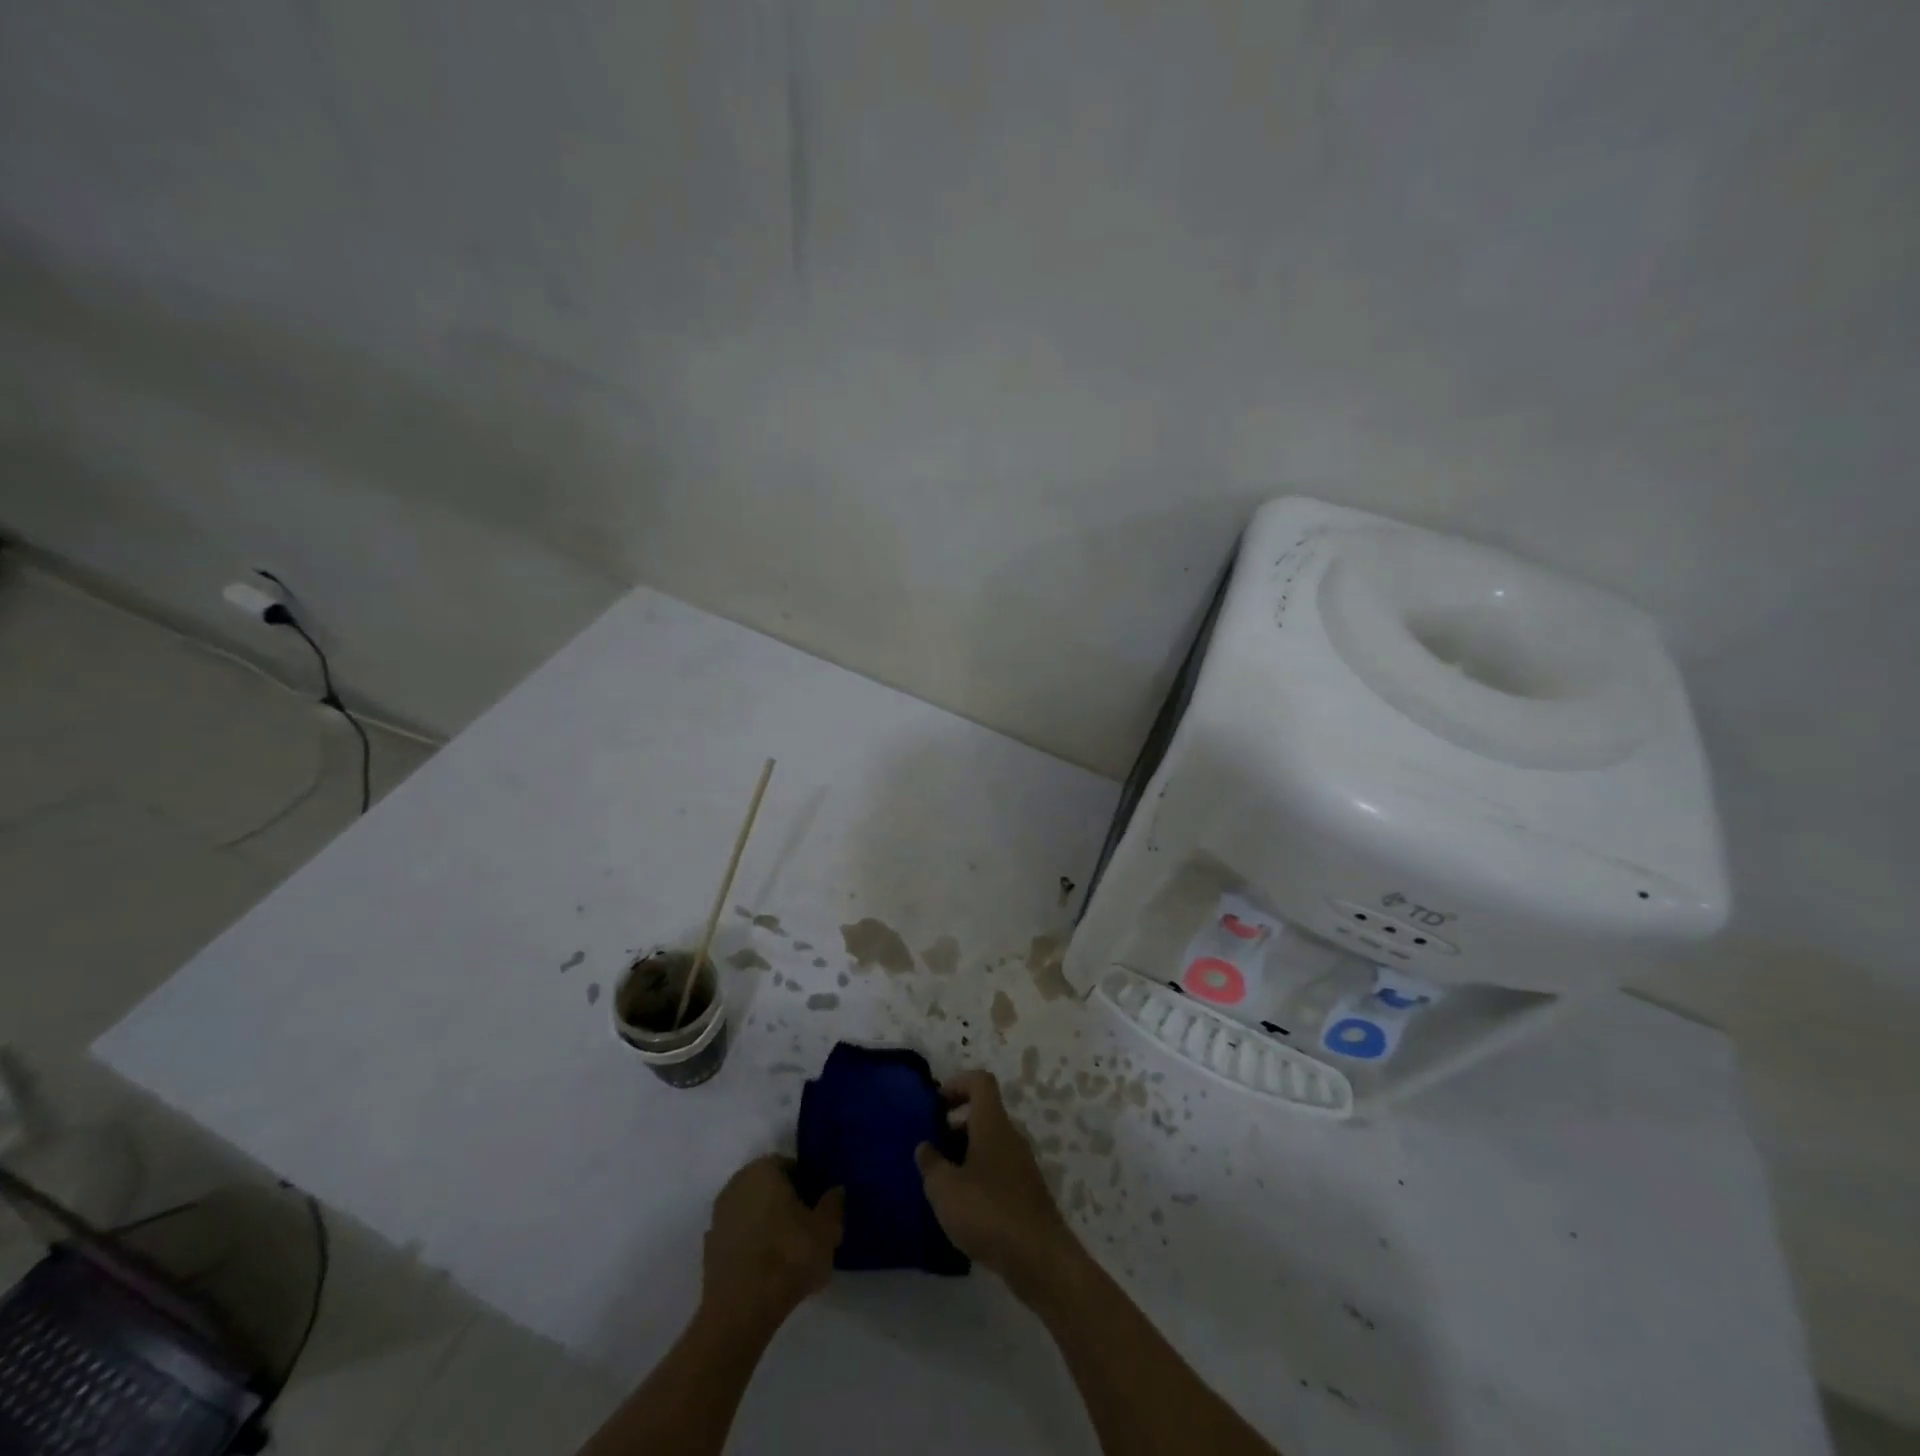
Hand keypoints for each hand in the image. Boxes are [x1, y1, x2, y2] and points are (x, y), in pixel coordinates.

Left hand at [700, 1155, 843, 1337]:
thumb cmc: (788, 1258)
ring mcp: (719, 1216)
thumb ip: (834, 1204)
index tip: (818, 1207)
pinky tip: (765, 1267)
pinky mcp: (709, 1248)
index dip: (807, 1184)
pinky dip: (751, 1244)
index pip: (790, 1166)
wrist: (740, 1313)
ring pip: (751, 1211)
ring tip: (787, 1251)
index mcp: (764, 1169)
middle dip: (785, 1202)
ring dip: (766, 1223)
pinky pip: (738, 1237)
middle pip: (768, 1187)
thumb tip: (836, 1190)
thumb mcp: (827, 1230)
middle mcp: (737, 1184)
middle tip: (805, 1227)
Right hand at [915, 1071, 1078, 1299]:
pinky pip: (998, 1169)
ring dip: (965, 1153)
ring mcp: (1022, 1165)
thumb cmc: (987, 1211)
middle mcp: (1011, 1136)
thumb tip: (925, 1146)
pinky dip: (979, 1176)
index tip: (935, 1104)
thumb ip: (930, 1163)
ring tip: (941, 1181)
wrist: (1039, 1258)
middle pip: (984, 1113)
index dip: (957, 1083)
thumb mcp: (944, 1188)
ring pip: (990, 1143)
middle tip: (931, 1147)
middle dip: (955, 1124)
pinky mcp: (1026, 1192)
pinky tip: (963, 1207)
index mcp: (993, 1123)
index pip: (980, 1081)